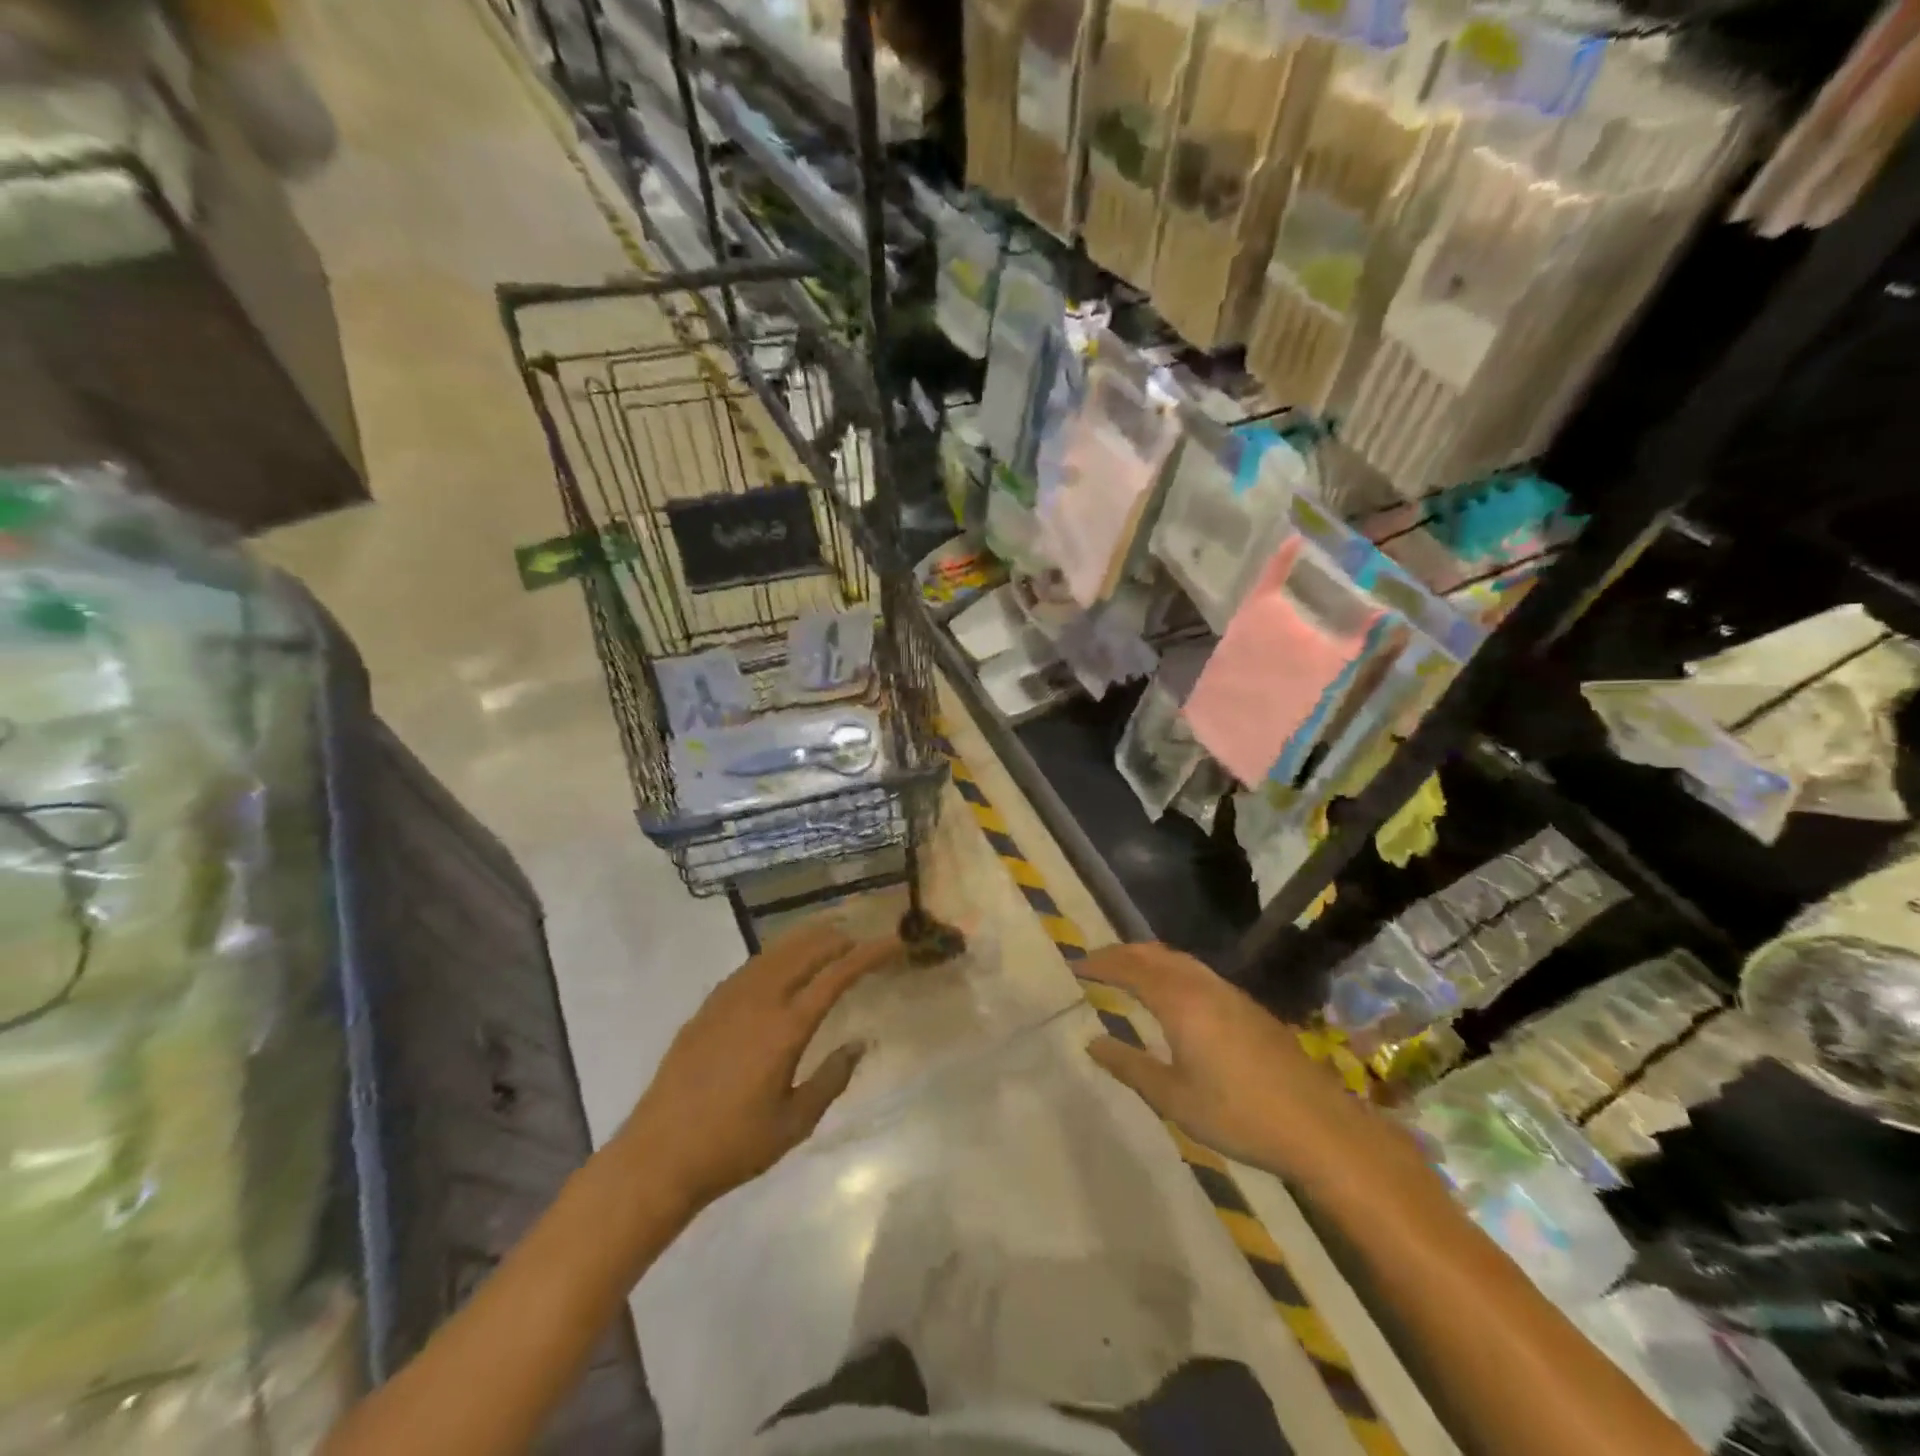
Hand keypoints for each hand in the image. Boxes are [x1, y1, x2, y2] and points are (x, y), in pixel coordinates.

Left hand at [618, 920, 898, 1214]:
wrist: (659, 1156)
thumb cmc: (733, 1146)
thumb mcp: (794, 1123)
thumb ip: (831, 1079)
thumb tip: (859, 1043)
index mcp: (786, 1027)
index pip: (837, 975)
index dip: (869, 954)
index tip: (893, 943)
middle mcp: (759, 1000)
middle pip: (807, 949)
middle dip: (840, 939)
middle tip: (863, 942)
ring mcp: (729, 998)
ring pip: (777, 950)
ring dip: (808, 940)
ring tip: (830, 940)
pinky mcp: (709, 1006)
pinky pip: (753, 965)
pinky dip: (779, 954)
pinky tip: (784, 965)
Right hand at [1081, 942, 1359, 1176]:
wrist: (1319, 1127)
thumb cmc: (1238, 1114)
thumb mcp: (1173, 1098)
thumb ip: (1130, 1066)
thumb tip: (1092, 1043)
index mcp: (1180, 1001)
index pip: (1130, 968)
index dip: (1100, 964)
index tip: (1075, 965)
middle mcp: (1203, 986)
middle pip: (1155, 954)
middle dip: (1122, 953)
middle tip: (1096, 962)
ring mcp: (1231, 994)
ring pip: (1180, 960)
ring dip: (1149, 958)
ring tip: (1129, 971)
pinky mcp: (1249, 1008)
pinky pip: (1198, 972)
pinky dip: (1172, 970)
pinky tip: (1174, 994)